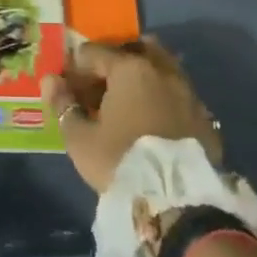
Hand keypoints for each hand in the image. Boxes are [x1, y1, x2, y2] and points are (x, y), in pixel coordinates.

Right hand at [42, 39, 220, 193]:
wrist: (179, 205)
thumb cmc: (121, 162)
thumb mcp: (80, 138)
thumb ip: (63, 105)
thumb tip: (50, 80)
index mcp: (129, 68)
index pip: (94, 53)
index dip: (76, 69)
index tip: (68, 89)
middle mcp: (162, 70)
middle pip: (133, 51)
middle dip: (113, 64)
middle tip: (99, 90)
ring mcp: (188, 93)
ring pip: (160, 70)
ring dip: (142, 79)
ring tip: (126, 105)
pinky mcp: (205, 119)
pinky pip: (178, 96)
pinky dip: (163, 100)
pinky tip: (153, 123)